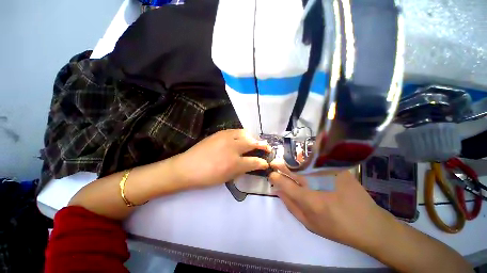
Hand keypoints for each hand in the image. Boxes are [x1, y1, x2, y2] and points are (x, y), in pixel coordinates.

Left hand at [175, 129, 270, 187]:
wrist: (187, 167)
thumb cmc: (207, 176)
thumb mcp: (227, 177)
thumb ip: (243, 169)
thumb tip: (254, 164)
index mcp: (234, 163)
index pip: (255, 161)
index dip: (262, 162)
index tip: (266, 162)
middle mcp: (232, 147)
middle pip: (252, 143)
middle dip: (262, 145)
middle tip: (266, 147)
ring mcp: (226, 137)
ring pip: (245, 133)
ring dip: (252, 138)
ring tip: (254, 141)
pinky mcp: (220, 132)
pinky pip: (236, 130)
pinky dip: (242, 134)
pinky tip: (242, 138)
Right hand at [269, 159, 394, 251]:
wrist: (368, 224)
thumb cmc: (337, 228)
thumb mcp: (309, 224)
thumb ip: (290, 206)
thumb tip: (278, 191)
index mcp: (307, 199)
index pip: (283, 182)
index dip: (274, 177)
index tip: (271, 175)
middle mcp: (315, 184)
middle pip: (291, 169)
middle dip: (279, 164)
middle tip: (274, 163)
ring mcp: (327, 174)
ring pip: (302, 162)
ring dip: (291, 160)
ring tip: (287, 161)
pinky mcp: (337, 169)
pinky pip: (317, 159)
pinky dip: (308, 158)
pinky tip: (304, 159)